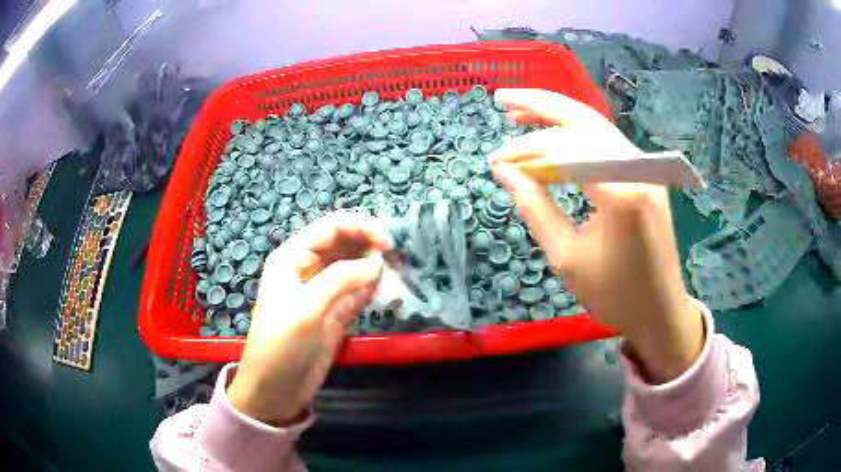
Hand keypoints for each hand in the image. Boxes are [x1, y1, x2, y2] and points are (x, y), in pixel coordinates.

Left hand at [227, 213, 389, 424]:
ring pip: (353, 266)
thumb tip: (378, 262)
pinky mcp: (335, 313)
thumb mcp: (306, 308)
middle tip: (398, 254)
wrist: (275, 388)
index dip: (360, 226)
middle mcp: (308, 269)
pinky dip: (372, 287)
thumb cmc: (281, 344)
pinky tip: (388, 287)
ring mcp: (323, 292)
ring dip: (374, 264)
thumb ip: (341, 280)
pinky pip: (357, 292)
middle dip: (369, 242)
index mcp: (293, 257)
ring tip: (399, 267)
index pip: (330, 227)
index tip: (388, 241)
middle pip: (343, 243)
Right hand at [490, 89, 703, 382]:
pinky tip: (556, 139)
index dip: (527, 147)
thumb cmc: (614, 294)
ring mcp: (647, 168)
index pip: (566, 149)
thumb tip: (503, 170)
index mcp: (621, 191)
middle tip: (503, 99)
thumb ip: (534, 206)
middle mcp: (638, 168)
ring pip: (597, 126)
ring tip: (521, 115)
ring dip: (559, 117)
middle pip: (585, 119)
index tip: (496, 159)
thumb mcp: (566, 256)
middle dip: (541, 104)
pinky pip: (607, 143)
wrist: (660, 310)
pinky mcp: (647, 174)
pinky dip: (578, 136)